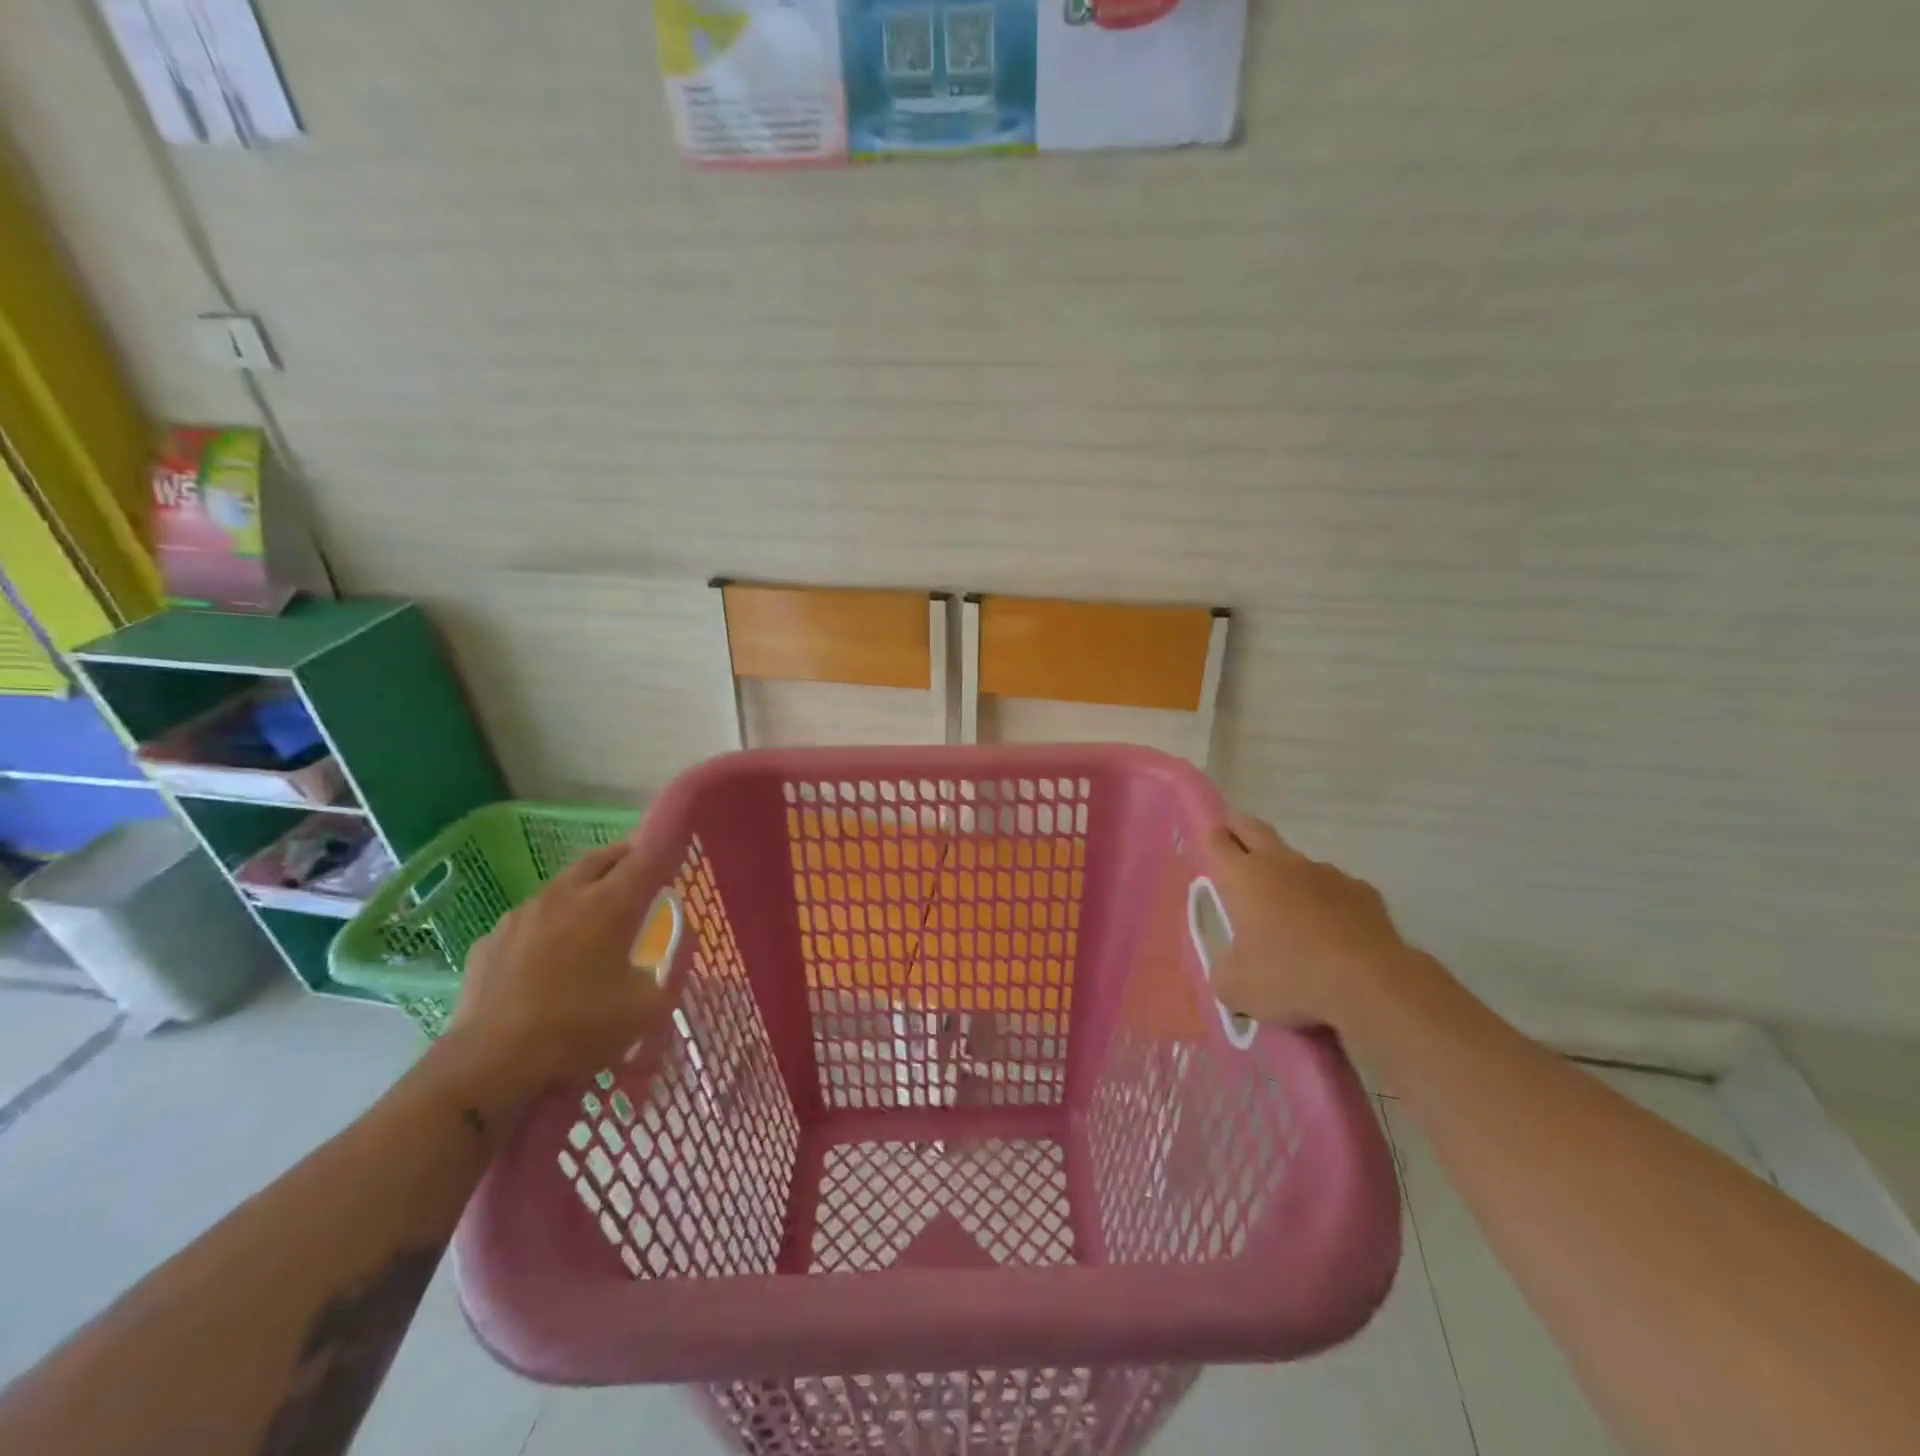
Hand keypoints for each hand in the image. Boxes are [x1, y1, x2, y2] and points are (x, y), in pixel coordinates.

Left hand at [437, 841, 670, 1115]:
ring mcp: (521, 914)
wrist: (489, 1064)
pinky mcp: (490, 939)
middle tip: (641, 877)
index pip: (646, 858)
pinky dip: (549, 925)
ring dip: (585, 890)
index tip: (676, 854)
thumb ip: (670, 966)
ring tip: (595, 918)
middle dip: (625, 859)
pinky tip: (549, 957)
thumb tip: (675, 942)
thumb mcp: (648, 1006)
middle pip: (601, 858)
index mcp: (609, 904)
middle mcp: (565, 895)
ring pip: (562, 885)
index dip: (665, 850)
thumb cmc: (579, 1029)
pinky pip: (529, 920)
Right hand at [1206, 811, 1414, 1031]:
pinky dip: (1326, 901)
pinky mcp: (1361, 891)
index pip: (1216, 841)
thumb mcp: (1236, 988)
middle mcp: (1281, 864)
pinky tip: (1331, 931)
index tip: (1207, 841)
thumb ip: (1223, 971)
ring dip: (1286, 874)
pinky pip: (1334, 889)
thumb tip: (1230, 969)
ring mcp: (1325, 873)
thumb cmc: (1290, 977)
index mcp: (1243, 877)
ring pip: (1296, 862)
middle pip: (1253, 829)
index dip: (1209, 838)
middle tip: (1231, 832)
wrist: (1370, 984)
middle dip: (1238, 827)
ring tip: (1286, 907)